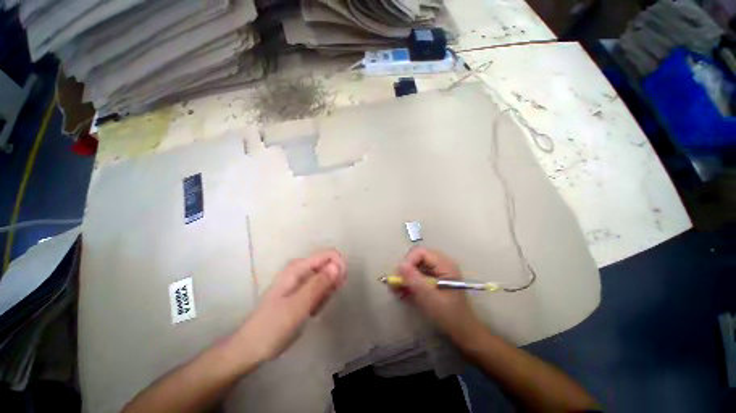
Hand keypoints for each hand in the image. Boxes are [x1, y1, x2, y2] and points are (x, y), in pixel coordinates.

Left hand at [236, 250, 346, 362]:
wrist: (252, 348)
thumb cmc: (273, 327)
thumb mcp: (298, 306)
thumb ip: (318, 284)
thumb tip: (338, 265)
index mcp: (298, 267)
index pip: (329, 255)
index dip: (339, 267)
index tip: (339, 286)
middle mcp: (301, 269)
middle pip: (329, 266)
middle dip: (332, 283)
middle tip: (322, 302)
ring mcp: (301, 280)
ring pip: (326, 279)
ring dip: (326, 294)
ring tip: (313, 309)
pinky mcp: (301, 291)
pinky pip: (320, 289)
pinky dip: (321, 300)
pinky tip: (311, 311)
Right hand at [395, 247, 482, 343]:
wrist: (462, 330)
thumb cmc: (449, 315)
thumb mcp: (430, 298)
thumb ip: (415, 280)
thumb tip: (400, 265)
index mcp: (444, 264)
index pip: (420, 252)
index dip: (408, 261)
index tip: (400, 277)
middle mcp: (440, 263)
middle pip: (416, 257)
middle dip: (405, 269)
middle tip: (396, 284)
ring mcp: (437, 270)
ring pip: (415, 265)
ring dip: (405, 276)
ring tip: (397, 290)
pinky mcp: (433, 277)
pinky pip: (417, 273)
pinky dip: (409, 281)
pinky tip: (403, 292)